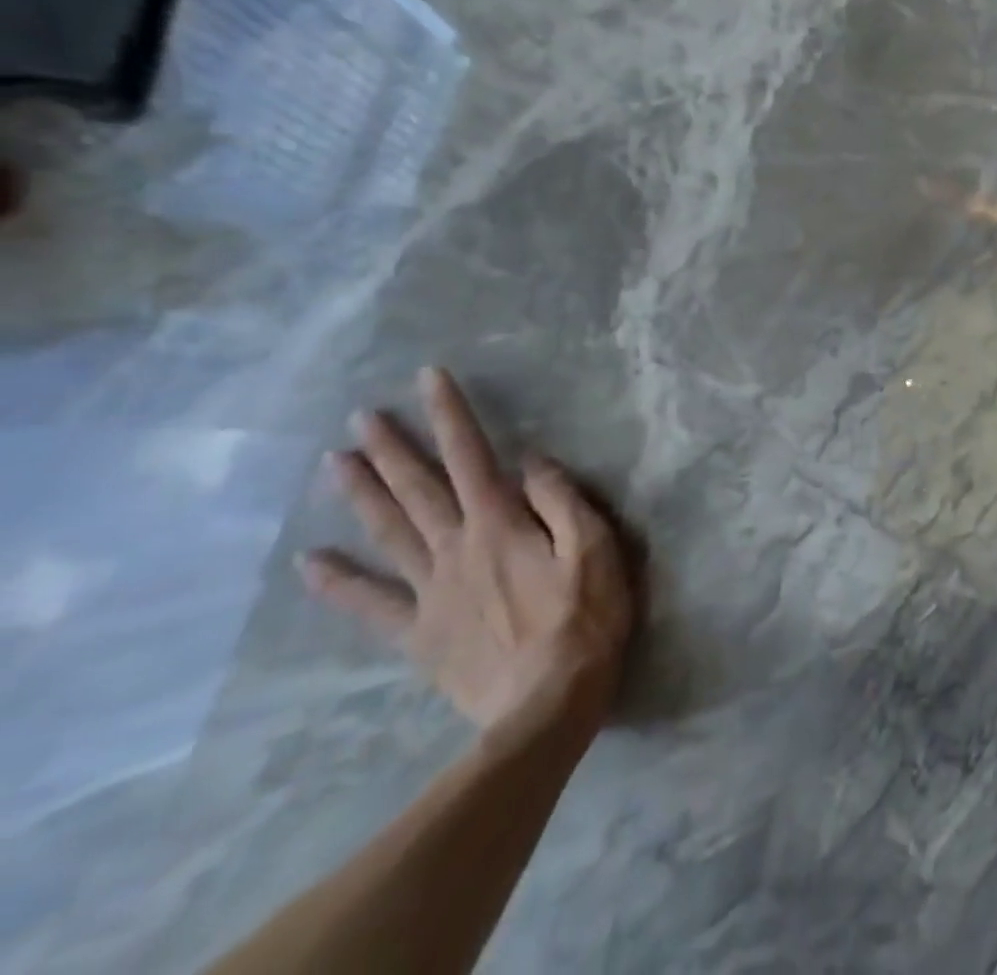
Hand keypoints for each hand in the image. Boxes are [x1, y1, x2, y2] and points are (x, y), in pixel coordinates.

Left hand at [301, 368, 636, 737]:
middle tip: (362, 417)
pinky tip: (311, 562)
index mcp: (501, 526)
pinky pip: (372, 604)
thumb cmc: (586, 619)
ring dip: (362, 496)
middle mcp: (457, 549)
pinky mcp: (420, 634)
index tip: (429, 378)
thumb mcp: (596, 548)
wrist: (547, 705)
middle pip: (418, 491)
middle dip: (393, 449)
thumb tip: (531, 461)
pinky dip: (339, 583)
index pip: (473, 457)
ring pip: (389, 534)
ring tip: (335, 463)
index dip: (450, 415)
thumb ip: (562, 500)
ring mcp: (431, 592)